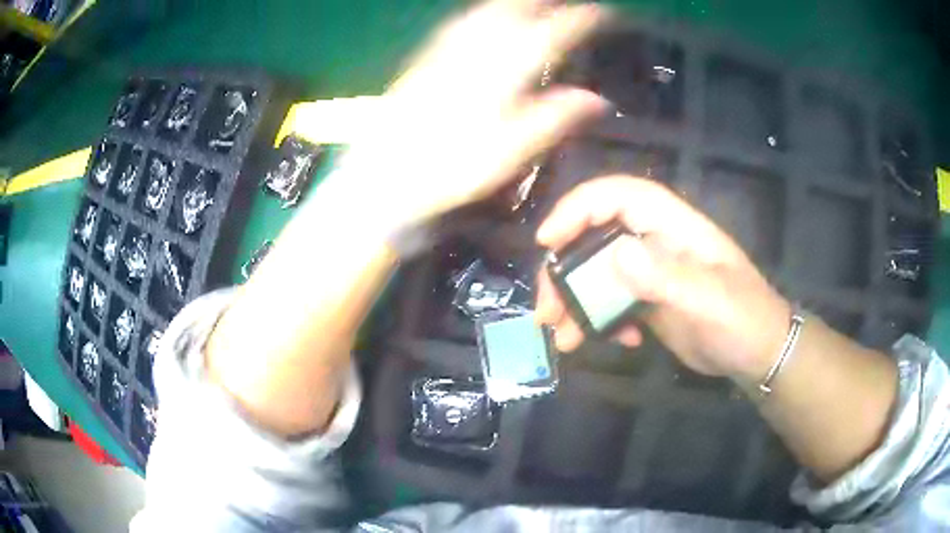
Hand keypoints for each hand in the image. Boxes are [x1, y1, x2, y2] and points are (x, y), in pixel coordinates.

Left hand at [335, 0, 609, 228]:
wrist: (385, 172)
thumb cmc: (452, 166)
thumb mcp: (511, 150)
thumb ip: (554, 118)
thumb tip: (597, 99)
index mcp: (504, 70)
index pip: (552, 33)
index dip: (580, 19)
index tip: (602, 14)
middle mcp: (477, 49)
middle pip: (515, 9)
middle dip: (545, 1)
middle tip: (568, 3)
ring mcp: (448, 49)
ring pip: (486, 10)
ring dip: (514, 2)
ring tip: (534, 3)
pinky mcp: (427, 57)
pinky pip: (461, 22)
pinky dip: (481, 12)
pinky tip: (484, 16)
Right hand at [535, 176, 791, 382]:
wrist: (758, 355)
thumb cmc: (745, 320)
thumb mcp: (712, 301)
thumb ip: (669, 277)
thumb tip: (617, 254)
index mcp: (674, 226)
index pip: (619, 196)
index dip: (579, 208)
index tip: (548, 241)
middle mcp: (657, 242)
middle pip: (596, 237)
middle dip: (565, 270)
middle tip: (547, 309)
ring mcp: (651, 273)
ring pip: (597, 273)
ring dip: (575, 303)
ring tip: (564, 337)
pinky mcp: (648, 300)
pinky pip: (611, 302)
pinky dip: (603, 322)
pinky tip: (618, 343)